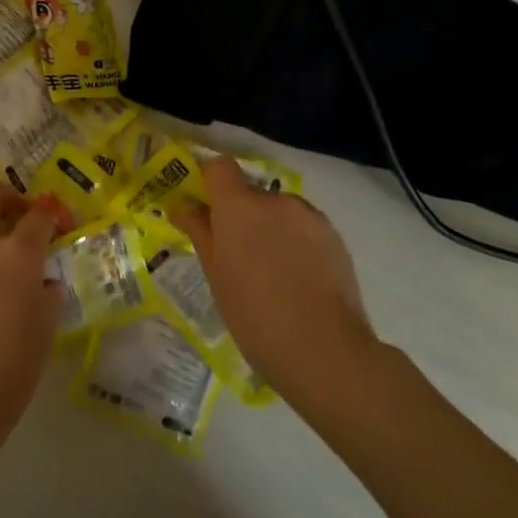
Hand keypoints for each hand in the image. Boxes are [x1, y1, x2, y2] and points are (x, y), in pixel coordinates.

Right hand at [175, 157, 384, 407]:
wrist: (324, 350)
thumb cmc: (254, 315)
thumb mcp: (215, 275)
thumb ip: (199, 231)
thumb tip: (182, 205)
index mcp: (240, 206)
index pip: (220, 167)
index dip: (209, 181)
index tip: (203, 208)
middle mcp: (276, 201)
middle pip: (250, 193)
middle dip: (240, 215)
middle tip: (235, 256)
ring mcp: (310, 217)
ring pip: (279, 212)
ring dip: (270, 229)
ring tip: (270, 273)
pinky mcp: (335, 237)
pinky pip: (304, 228)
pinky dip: (295, 243)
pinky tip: (296, 281)